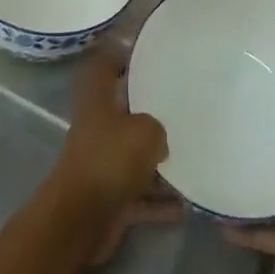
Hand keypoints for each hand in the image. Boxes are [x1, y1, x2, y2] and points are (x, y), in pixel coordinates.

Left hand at [44, 48, 178, 264]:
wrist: (80, 220)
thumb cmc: (110, 160)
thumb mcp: (145, 130)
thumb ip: (158, 126)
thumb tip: (161, 138)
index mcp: (98, 99)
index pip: (105, 65)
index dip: (121, 54)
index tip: (149, 52)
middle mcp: (98, 127)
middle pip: (125, 111)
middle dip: (151, 110)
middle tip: (184, 104)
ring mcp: (103, 163)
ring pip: (135, 153)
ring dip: (159, 160)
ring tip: (193, 154)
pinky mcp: (111, 197)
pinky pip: (142, 193)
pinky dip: (161, 200)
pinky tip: (188, 203)